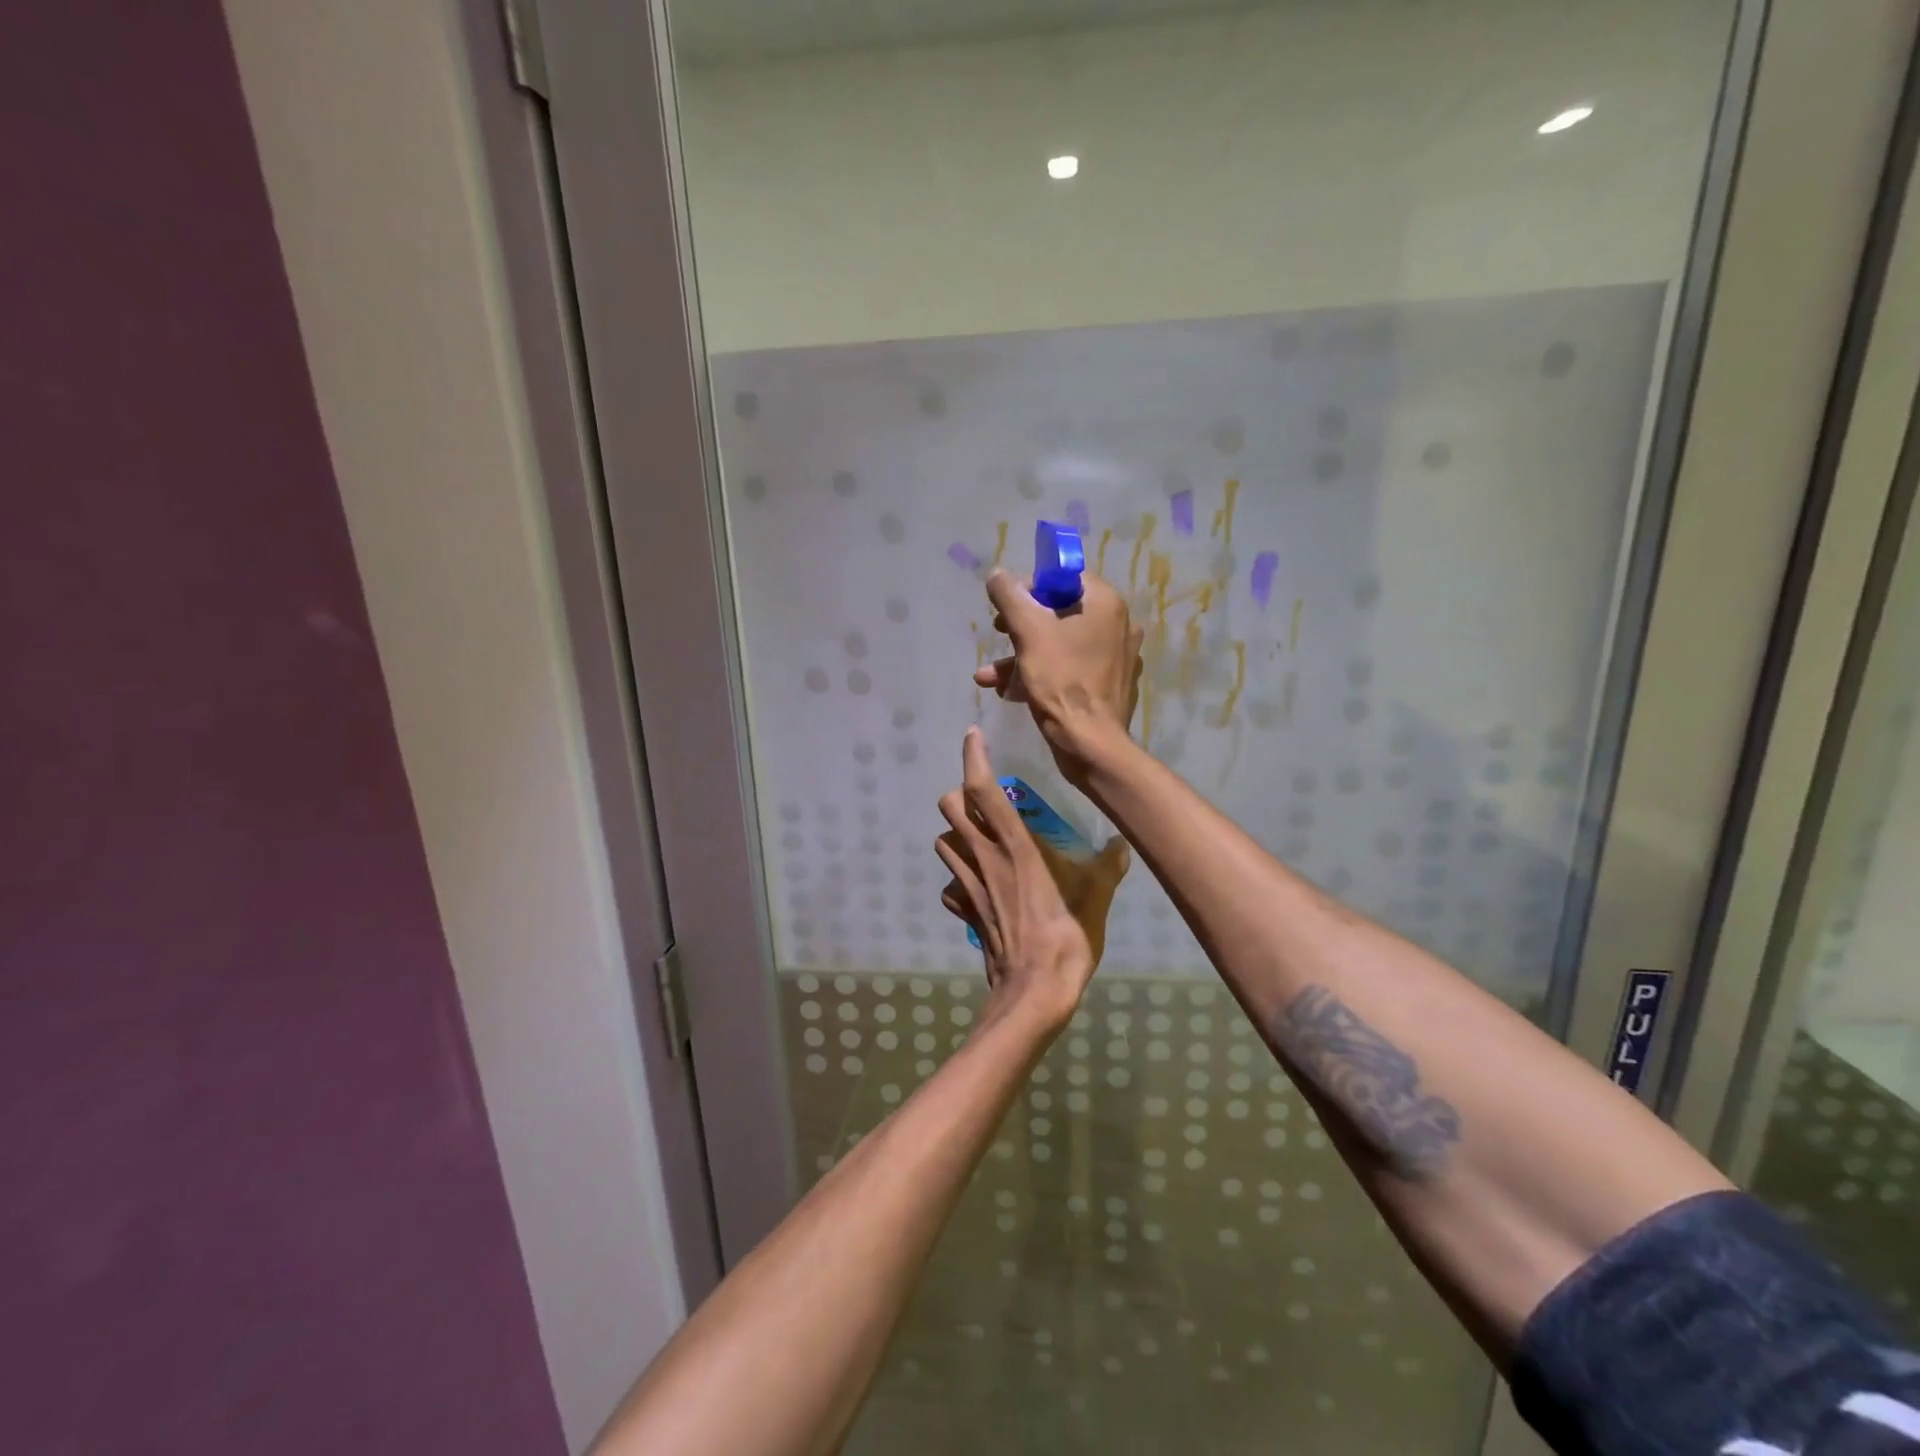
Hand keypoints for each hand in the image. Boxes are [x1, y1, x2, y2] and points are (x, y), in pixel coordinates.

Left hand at [935, 729, 1129, 1033]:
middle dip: (959, 794)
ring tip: (979, 836)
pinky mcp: (965, 911)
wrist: (1033, 993)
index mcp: (1015, 846)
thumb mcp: (1095, 899)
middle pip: (950, 808)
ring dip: (955, 833)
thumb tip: (1124, 843)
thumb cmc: (1065, 939)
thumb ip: (1107, 868)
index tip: (972, 736)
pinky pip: (951, 886)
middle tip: (982, 796)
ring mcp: (969, 885)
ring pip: (944, 843)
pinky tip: (977, 886)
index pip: (983, 790)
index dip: (973, 758)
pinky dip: (957, 879)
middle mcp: (984, 857)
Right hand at [973, 571, 1142, 785]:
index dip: (1030, 589)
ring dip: (1021, 656)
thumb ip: (1009, 596)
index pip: (1064, 578)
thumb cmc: (1061, 681)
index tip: (1007, 609)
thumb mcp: (1028, 631)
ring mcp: (1116, 657)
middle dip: (1020, 627)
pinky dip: (1041, 674)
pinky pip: (1071, 669)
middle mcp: (1118, 625)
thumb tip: (997, 575)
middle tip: (997, 635)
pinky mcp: (1109, 685)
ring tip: (987, 676)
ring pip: (1060, 644)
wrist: (1090, 743)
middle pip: (1060, 612)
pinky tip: (1008, 691)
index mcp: (1105, 604)